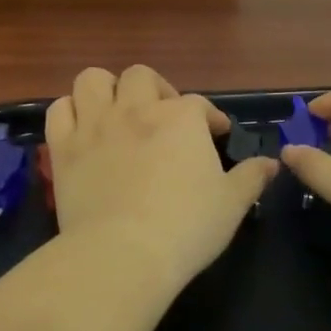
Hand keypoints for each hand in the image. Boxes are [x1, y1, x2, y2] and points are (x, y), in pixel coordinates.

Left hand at [45, 66, 277, 284]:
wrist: (123, 254)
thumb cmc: (186, 227)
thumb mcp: (232, 204)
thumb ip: (252, 177)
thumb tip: (271, 163)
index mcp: (180, 119)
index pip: (199, 105)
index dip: (210, 117)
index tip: (216, 134)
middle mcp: (136, 109)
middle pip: (141, 77)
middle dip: (155, 90)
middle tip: (163, 117)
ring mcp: (95, 125)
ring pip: (93, 80)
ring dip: (107, 89)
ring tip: (117, 112)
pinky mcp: (64, 148)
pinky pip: (59, 110)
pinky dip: (70, 112)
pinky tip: (82, 128)